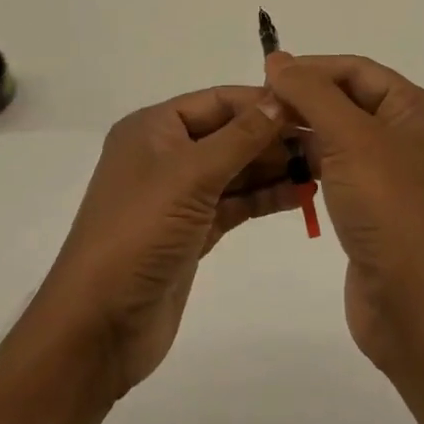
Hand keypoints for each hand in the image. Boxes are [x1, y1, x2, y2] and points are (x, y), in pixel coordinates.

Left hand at [34, 86, 300, 397]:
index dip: (262, 101)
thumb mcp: (191, 175)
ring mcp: (177, 195)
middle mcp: (165, 154)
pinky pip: (234, 203)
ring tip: (322, 167)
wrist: (98, 327)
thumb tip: (280, 97)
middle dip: (273, 137)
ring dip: (273, 168)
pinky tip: (300, 195)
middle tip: (324, 140)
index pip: (217, 101)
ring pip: (234, 170)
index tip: (310, 105)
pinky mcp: (191, 232)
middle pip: (228, 133)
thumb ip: (240, 136)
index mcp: (153, 128)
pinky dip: (263, 197)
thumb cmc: (140, 233)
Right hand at [263, 53, 423, 374]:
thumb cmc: (387, 207)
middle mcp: (407, 134)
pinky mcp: (372, 202)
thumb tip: (278, 58)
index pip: (357, 70)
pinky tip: (280, 164)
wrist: (412, 305)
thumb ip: (311, 93)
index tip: (267, 74)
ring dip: (303, 128)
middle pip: (348, 98)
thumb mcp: (349, 138)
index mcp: (415, 110)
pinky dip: (310, 160)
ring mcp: (390, 171)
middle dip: (305, 97)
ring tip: (261, 131)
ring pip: (339, 133)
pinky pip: (337, 166)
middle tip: (259, 105)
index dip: (313, 68)